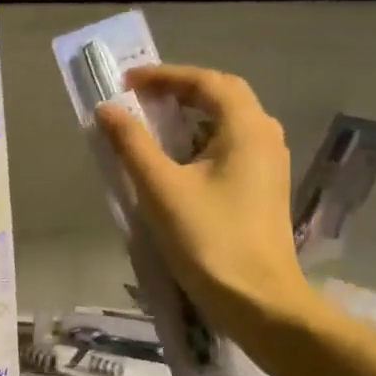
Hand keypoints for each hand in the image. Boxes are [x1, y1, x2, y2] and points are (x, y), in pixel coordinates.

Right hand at [95, 65, 314, 332]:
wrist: (258, 300)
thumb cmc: (209, 239)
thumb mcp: (161, 189)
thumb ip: (131, 144)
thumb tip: (106, 109)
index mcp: (246, 127)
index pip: (206, 82)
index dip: (165, 76)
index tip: (127, 82)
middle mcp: (265, 137)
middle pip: (222, 98)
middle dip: (179, 93)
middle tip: (140, 100)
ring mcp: (268, 165)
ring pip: (226, 126)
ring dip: (189, 119)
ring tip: (152, 128)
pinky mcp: (263, 190)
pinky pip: (229, 150)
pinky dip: (199, 145)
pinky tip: (176, 165)